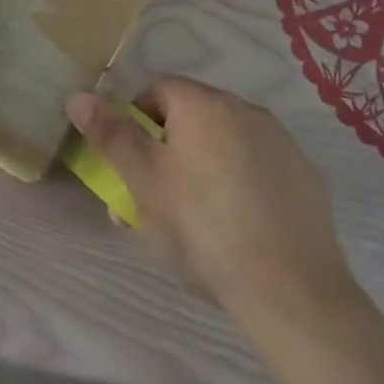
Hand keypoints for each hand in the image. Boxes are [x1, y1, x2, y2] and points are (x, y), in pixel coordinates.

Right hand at [66, 77, 357, 324]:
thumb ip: (110, 134)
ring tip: (193, 221)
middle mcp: (246, 110)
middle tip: (154, 201)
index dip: (134, 123)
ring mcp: (282, 143)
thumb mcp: (143, 181)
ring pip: (224, 144)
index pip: (156, 91)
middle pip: (190, 118)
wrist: (291, 292)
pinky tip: (237, 227)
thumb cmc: (203, 227)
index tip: (131, 166)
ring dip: (202, 167)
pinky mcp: (305, 178)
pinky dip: (240, 184)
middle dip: (166, 152)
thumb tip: (77, 96)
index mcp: (204, 104)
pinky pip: (257, 168)